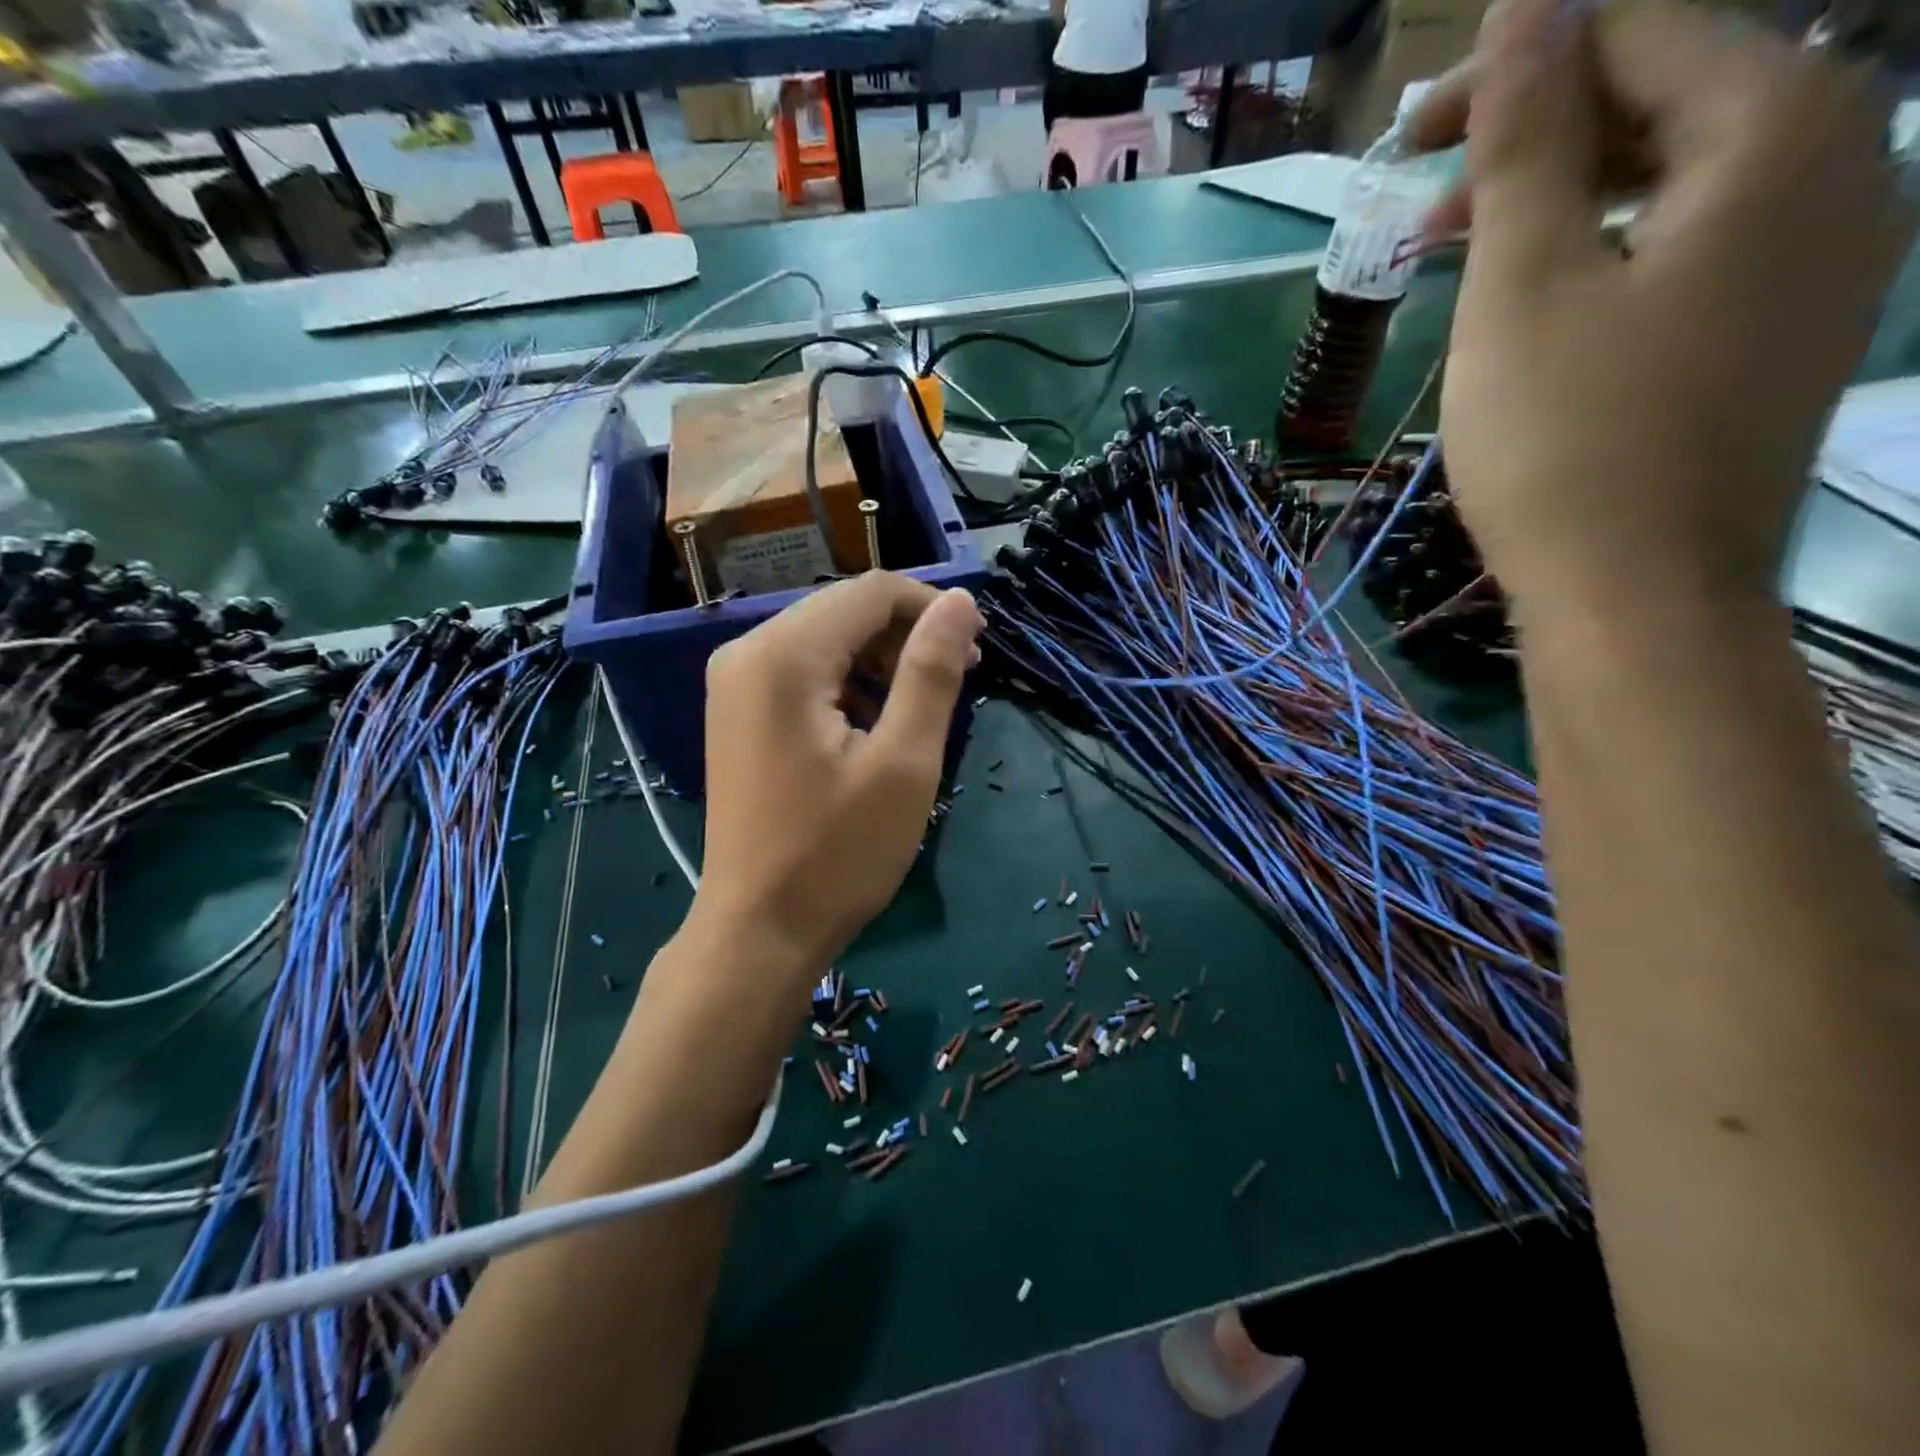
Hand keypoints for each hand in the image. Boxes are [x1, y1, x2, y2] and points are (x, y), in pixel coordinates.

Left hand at [691, 572, 983, 979]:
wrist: (760, 930)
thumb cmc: (838, 853)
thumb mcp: (903, 762)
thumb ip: (932, 672)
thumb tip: (962, 603)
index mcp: (783, 655)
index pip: (871, 591)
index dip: (933, 608)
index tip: (979, 648)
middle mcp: (747, 652)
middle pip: (845, 610)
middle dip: (908, 635)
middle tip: (960, 680)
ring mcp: (736, 683)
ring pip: (827, 639)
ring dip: (882, 661)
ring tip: (922, 709)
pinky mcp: (740, 712)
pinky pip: (805, 672)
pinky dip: (850, 684)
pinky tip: (875, 725)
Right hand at [1412, 0, 1909, 614]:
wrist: (1641, 595)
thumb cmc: (1565, 442)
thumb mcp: (1521, 287)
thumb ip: (1527, 142)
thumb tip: (1530, 2)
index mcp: (1783, 124)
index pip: (1642, 32)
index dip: (1515, 70)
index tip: (1410, 141)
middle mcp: (1846, 158)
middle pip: (1671, 98)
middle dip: (1536, 142)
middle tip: (1422, 210)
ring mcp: (1830, 251)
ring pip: (1681, 179)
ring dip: (1564, 202)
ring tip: (1463, 261)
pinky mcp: (1791, 327)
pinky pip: (1698, 246)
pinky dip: (1610, 253)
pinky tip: (1542, 303)